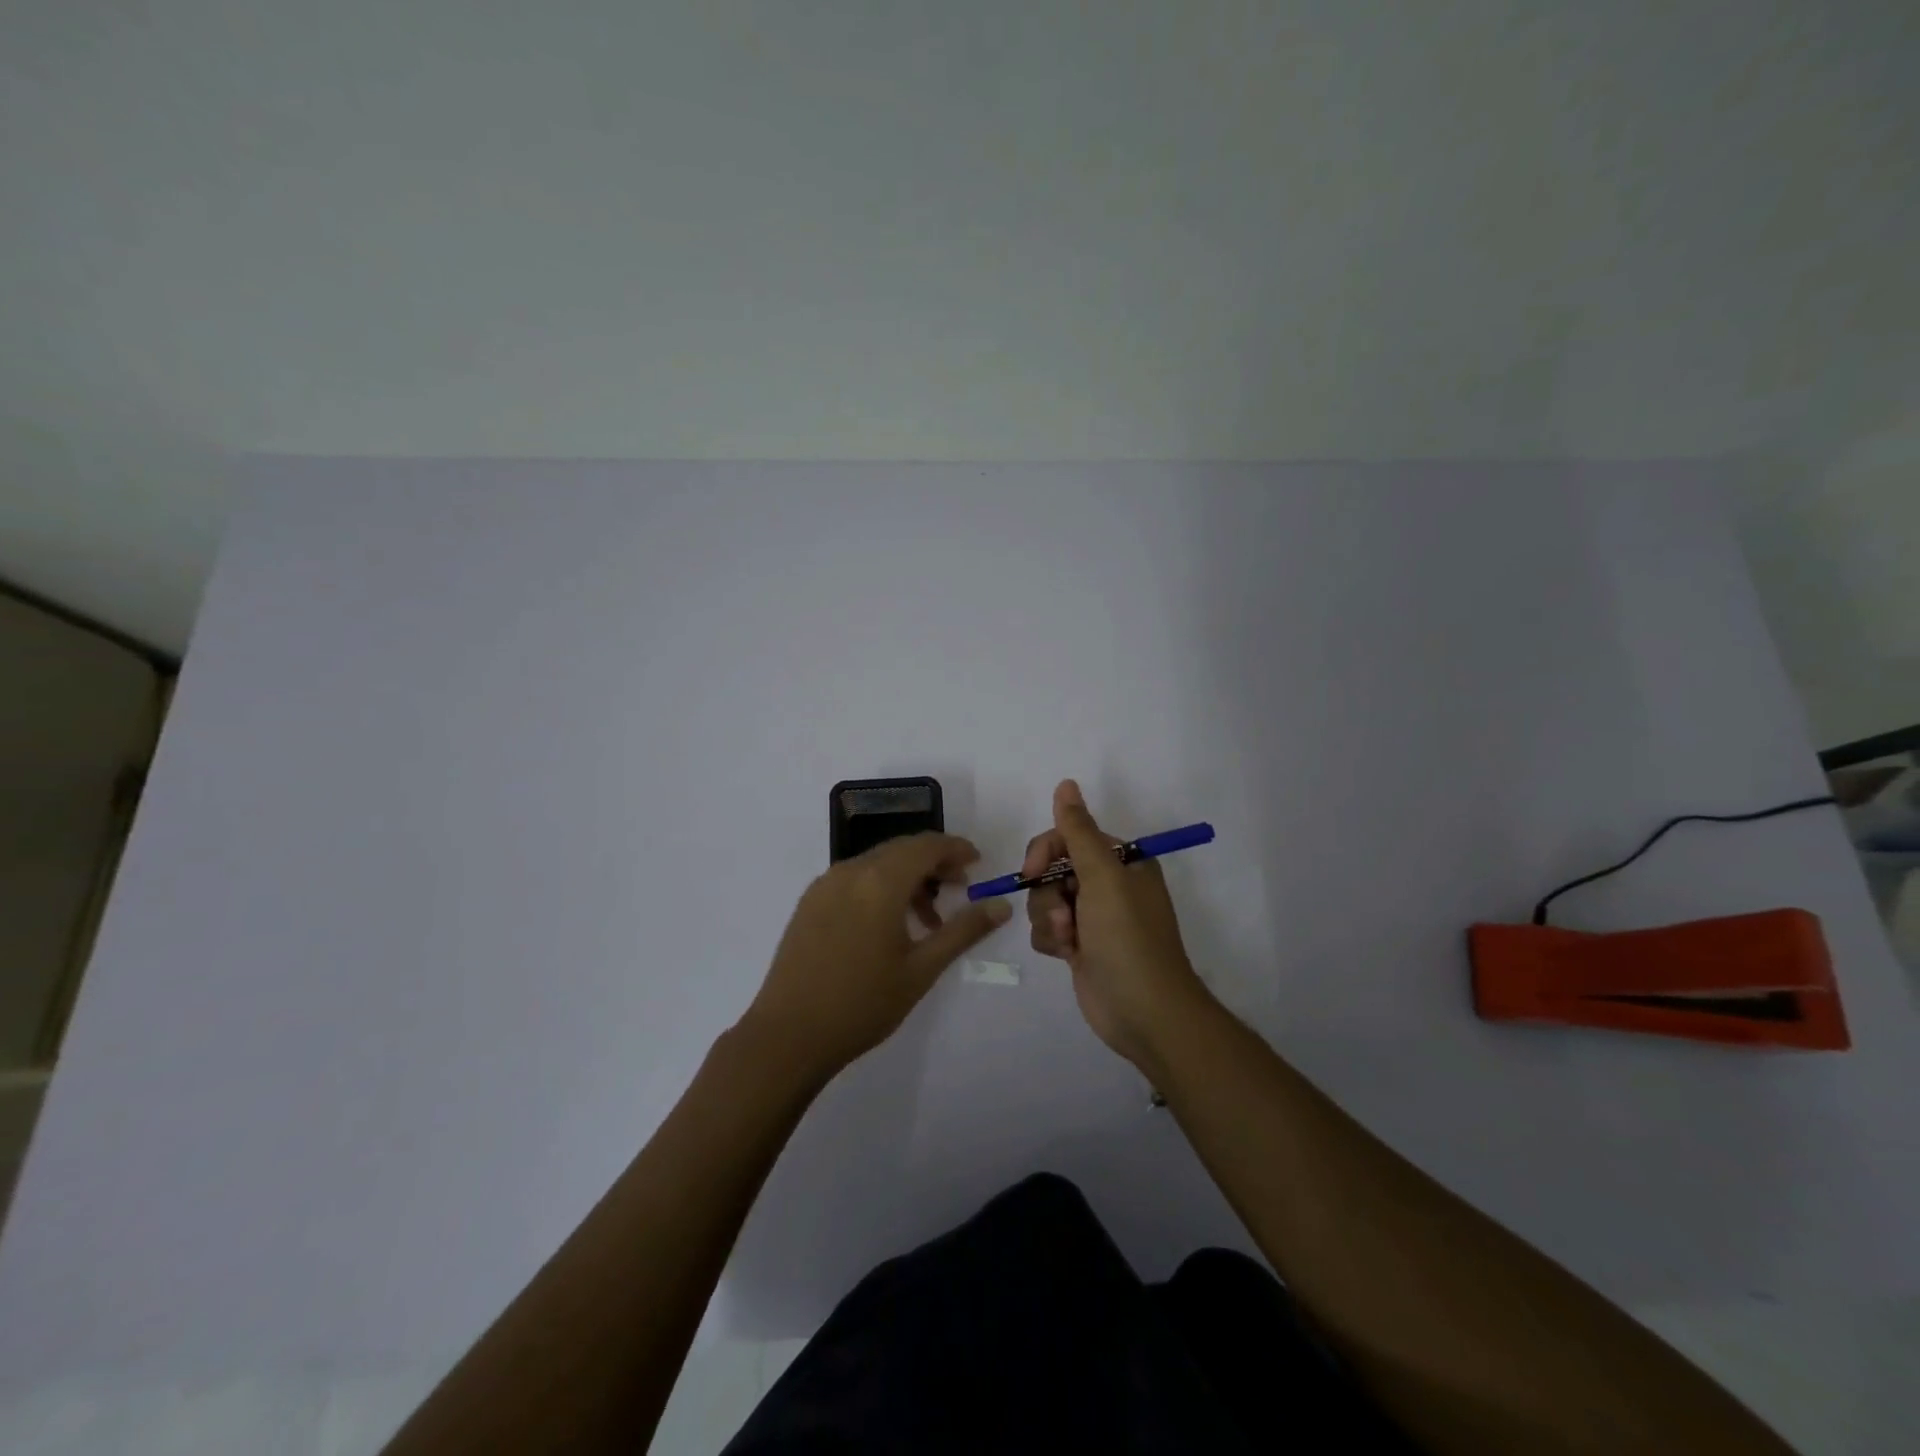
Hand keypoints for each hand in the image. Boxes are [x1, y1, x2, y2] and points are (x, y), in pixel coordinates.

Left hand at [741, 833, 1011, 1082]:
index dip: (955, 848)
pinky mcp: (809, 902)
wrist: (788, 1035)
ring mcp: (824, 885)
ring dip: (907, 877)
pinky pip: (854, 879)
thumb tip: (1001, 906)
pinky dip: (880, 887)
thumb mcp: (921, 969)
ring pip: (877, 864)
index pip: (926, 845)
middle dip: (934, 862)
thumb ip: (963, 931)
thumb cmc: (862, 1003)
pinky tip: (889, 925)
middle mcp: (850, 871)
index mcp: (880, 881)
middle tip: (959, 888)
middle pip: (901, 849)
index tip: (977, 863)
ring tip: (929, 919)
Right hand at [1024, 780, 1208, 1070]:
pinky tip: (1068, 956)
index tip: (1033, 872)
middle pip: (1052, 869)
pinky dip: (1052, 939)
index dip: (1046, 852)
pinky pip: (1048, 928)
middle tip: (1065, 915)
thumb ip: (1078, 831)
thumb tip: (1066, 783)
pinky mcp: (1080, 945)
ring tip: (1070, 941)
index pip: (1069, 837)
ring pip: (1045, 900)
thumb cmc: (1128, 938)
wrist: (1143, 1013)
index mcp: (1122, 861)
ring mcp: (1093, 916)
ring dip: (1050, 919)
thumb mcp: (1104, 878)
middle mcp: (1108, 884)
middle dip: (1049, 893)